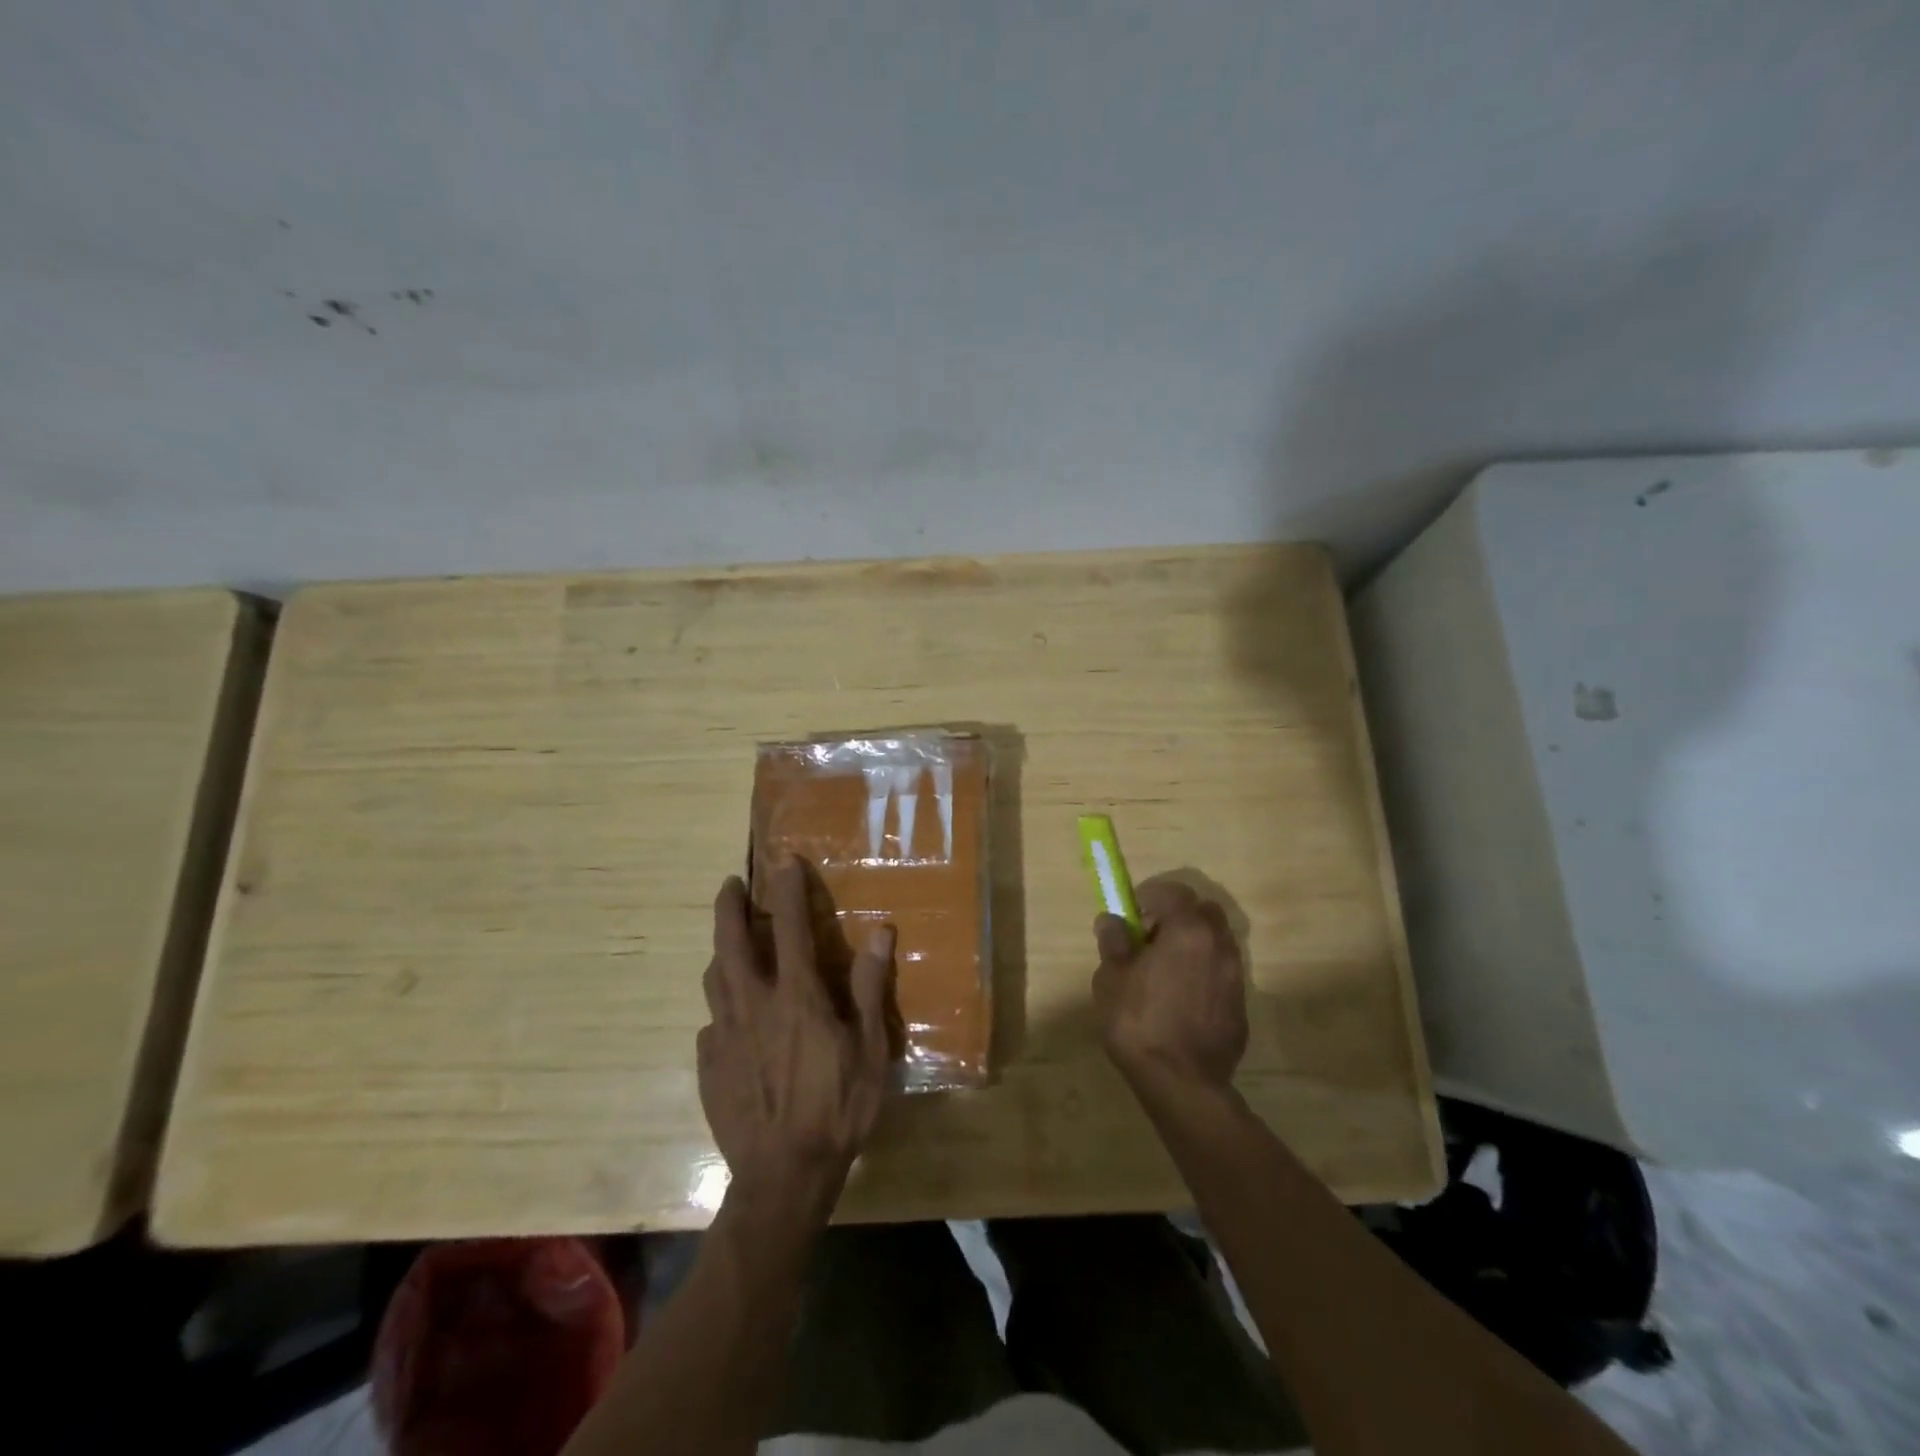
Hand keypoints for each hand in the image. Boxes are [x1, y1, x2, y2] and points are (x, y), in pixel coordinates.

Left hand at [698, 860, 895, 1215]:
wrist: (783, 1176)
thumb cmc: (837, 1108)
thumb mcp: (869, 1049)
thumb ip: (871, 988)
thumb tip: (881, 932)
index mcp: (796, 996)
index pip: (788, 927)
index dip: (787, 889)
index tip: (784, 860)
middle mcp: (753, 1004)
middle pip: (730, 942)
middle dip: (729, 906)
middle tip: (731, 884)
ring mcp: (724, 1035)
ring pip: (714, 978)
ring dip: (721, 952)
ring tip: (729, 946)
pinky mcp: (708, 1065)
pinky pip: (710, 1023)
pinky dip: (721, 1008)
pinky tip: (731, 1021)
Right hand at [1092, 877, 1247, 1093]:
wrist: (1181, 1083)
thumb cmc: (1139, 1021)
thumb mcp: (1111, 977)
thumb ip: (1113, 941)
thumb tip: (1112, 920)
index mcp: (1188, 930)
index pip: (1173, 892)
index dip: (1150, 897)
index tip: (1132, 915)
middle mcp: (1219, 945)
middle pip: (1203, 912)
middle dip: (1178, 916)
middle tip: (1151, 939)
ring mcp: (1235, 976)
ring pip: (1216, 942)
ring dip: (1193, 945)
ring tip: (1165, 971)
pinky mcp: (1240, 1006)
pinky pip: (1221, 974)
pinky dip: (1204, 974)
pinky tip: (1182, 999)